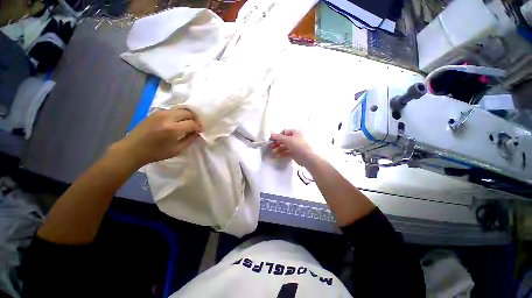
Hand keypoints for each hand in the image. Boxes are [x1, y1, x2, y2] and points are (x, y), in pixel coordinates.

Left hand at [113, 107, 201, 167]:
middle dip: (194, 119)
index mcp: (173, 129)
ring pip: (180, 109)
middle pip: (187, 112)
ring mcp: (160, 113)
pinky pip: (171, 110)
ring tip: (187, 122)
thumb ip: (189, 140)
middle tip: (195, 125)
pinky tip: (177, 121)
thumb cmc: (156, 152)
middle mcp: (167, 117)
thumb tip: (198, 133)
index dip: (199, 127)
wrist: (132, 149)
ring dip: (187, 115)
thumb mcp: (177, 150)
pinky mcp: (155, 112)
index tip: (201, 130)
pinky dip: (178, 114)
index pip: (192, 123)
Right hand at [269, 129, 316, 166]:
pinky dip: (281, 153)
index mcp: (295, 132)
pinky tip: (276, 155)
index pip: (284, 132)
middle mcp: (295, 138)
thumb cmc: (297, 145)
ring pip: (284, 146)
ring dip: (278, 149)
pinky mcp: (294, 152)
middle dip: (276, 143)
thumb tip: (271, 134)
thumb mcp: (287, 140)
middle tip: (270, 147)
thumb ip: (278, 137)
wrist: (306, 157)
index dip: (277, 135)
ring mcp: (295, 146)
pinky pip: (286, 151)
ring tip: (272, 152)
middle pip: (283, 140)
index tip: (271, 140)